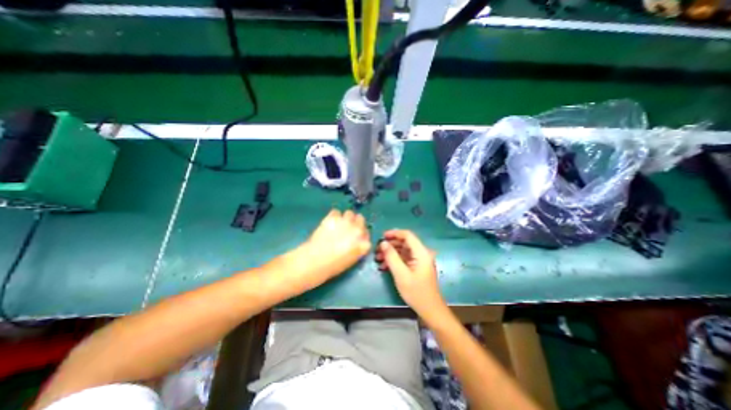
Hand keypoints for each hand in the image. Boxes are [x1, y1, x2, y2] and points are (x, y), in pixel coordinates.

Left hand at [299, 209, 371, 281]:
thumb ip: (357, 248)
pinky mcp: (333, 217)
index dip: (361, 233)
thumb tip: (355, 241)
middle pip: (361, 219)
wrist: (316, 260)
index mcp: (364, 244)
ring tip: (337, 224)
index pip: (367, 233)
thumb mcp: (351, 259)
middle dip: (355, 222)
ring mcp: (346, 222)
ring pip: (349, 213)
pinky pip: (336, 212)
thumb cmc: (333, 266)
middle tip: (347, 228)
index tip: (356, 236)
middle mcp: (358, 230)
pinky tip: (328, 223)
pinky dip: (333, 216)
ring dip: (345, 218)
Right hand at [376, 229, 445, 318]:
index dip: (394, 233)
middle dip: (390, 244)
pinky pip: (405, 258)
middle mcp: (422, 253)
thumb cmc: (416, 292)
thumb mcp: (401, 274)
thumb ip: (391, 257)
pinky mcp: (417, 266)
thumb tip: (383, 243)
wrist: (430, 310)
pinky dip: (395, 260)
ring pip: (403, 250)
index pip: (408, 235)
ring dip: (391, 253)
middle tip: (377, 250)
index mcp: (421, 252)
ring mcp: (420, 260)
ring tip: (378, 258)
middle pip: (405, 242)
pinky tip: (384, 266)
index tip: (382, 236)